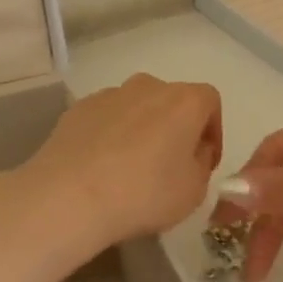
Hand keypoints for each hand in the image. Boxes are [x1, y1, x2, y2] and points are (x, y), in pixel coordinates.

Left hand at [5, 73, 222, 263]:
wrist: (69, 195)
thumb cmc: (144, 193)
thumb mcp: (193, 191)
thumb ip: (201, 164)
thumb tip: (193, 152)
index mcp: (184, 100)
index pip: (210, 101)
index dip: (213, 131)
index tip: (205, 161)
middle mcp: (148, 86)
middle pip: (172, 101)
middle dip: (176, 128)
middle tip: (170, 165)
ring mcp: (110, 94)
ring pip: (137, 108)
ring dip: (142, 130)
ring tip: (131, 168)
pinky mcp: (78, 108)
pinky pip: (106, 118)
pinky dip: (111, 135)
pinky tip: (102, 167)